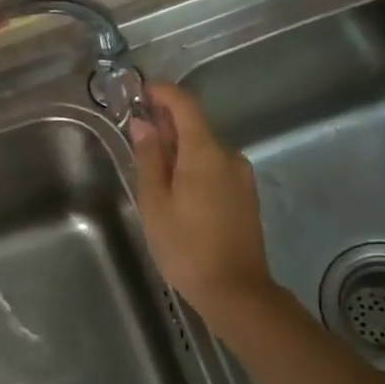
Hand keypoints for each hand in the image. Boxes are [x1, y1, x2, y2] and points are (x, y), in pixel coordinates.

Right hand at [129, 82, 277, 318]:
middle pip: (196, 126)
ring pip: (206, 148)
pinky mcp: (246, 195)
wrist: (236, 291)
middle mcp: (229, 155)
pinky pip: (216, 167)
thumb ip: (149, 159)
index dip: (163, 93)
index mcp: (205, 152)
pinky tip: (178, 189)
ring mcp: (242, 176)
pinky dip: (195, 166)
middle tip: (137, 137)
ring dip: (180, 148)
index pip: (185, 104)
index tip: (140, 92)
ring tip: (154, 170)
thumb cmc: (186, 247)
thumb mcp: (155, 203)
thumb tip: (143, 125)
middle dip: (166, 124)